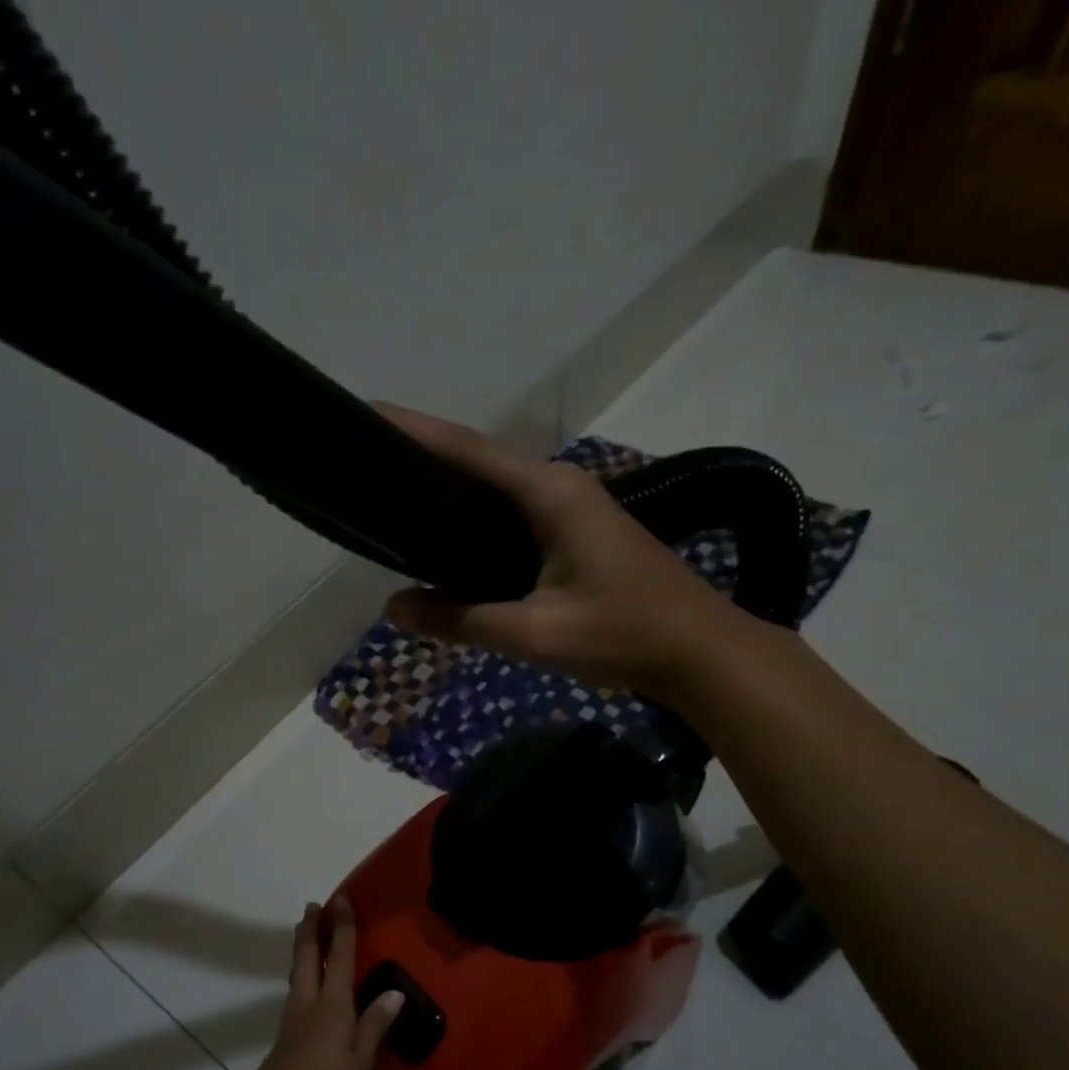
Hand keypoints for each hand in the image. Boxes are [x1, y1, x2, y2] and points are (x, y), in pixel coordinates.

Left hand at [230, 898, 403, 1069]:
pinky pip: (296, 994)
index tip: (340, 899)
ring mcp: (291, 1023)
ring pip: (297, 974)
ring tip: (309, 936)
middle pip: (305, 957)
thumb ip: (374, 1027)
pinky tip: (311, 988)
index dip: (340, 927)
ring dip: (303, 949)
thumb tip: (394, 992)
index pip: (337, 956)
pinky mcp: (284, 1042)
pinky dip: (303, 975)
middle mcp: (307, 1005)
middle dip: (310, 929)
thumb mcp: (358, 1066)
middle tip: (313, 906)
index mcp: (330, 1006)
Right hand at [377, 403, 736, 694]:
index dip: (416, 432)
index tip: (368, 415)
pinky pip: (513, 517)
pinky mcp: (577, 535)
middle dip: (424, 458)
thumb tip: (394, 608)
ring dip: (450, 491)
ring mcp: (572, 509)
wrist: (701, 653)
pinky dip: (476, 522)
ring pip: (496, 491)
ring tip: (395, 500)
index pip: (468, 450)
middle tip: (368, 466)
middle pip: (479, 463)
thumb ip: (461, 619)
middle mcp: (559, 487)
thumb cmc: (623, 635)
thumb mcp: (534, 634)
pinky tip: (450, 543)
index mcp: (549, 494)